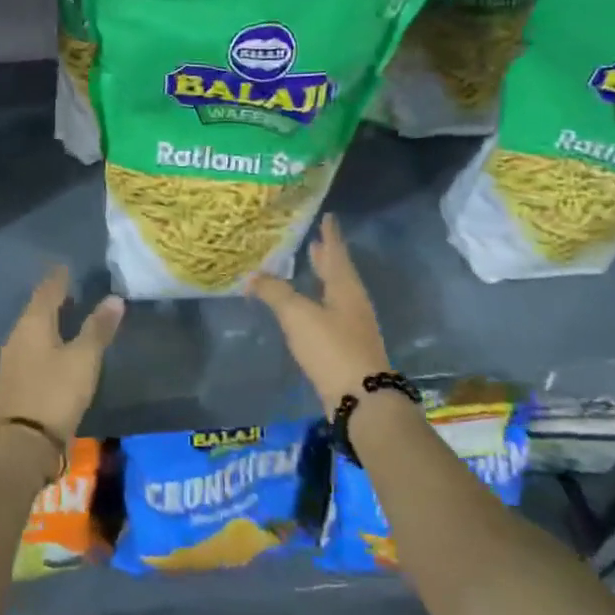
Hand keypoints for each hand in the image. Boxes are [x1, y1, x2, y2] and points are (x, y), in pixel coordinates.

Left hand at [0, 266, 124, 444]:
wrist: (24, 444)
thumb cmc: (56, 392)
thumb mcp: (84, 359)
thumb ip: (98, 328)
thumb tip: (114, 298)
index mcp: (32, 324)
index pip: (47, 290)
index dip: (59, 278)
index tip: (68, 266)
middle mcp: (18, 336)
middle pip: (37, 309)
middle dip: (54, 297)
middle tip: (74, 287)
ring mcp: (13, 360)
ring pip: (33, 330)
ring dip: (50, 320)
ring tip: (70, 314)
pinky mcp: (16, 380)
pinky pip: (32, 348)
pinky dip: (47, 340)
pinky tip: (58, 347)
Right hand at [248, 215, 392, 419]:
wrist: (361, 398)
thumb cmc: (331, 348)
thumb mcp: (298, 316)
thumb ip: (275, 293)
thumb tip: (253, 276)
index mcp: (345, 288)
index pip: (336, 253)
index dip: (330, 236)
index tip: (329, 217)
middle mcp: (353, 303)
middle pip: (339, 273)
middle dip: (326, 257)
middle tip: (314, 242)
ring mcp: (353, 327)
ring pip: (336, 294)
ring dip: (324, 279)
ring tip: (310, 268)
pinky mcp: (347, 348)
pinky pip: (332, 314)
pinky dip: (319, 302)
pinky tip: (308, 309)